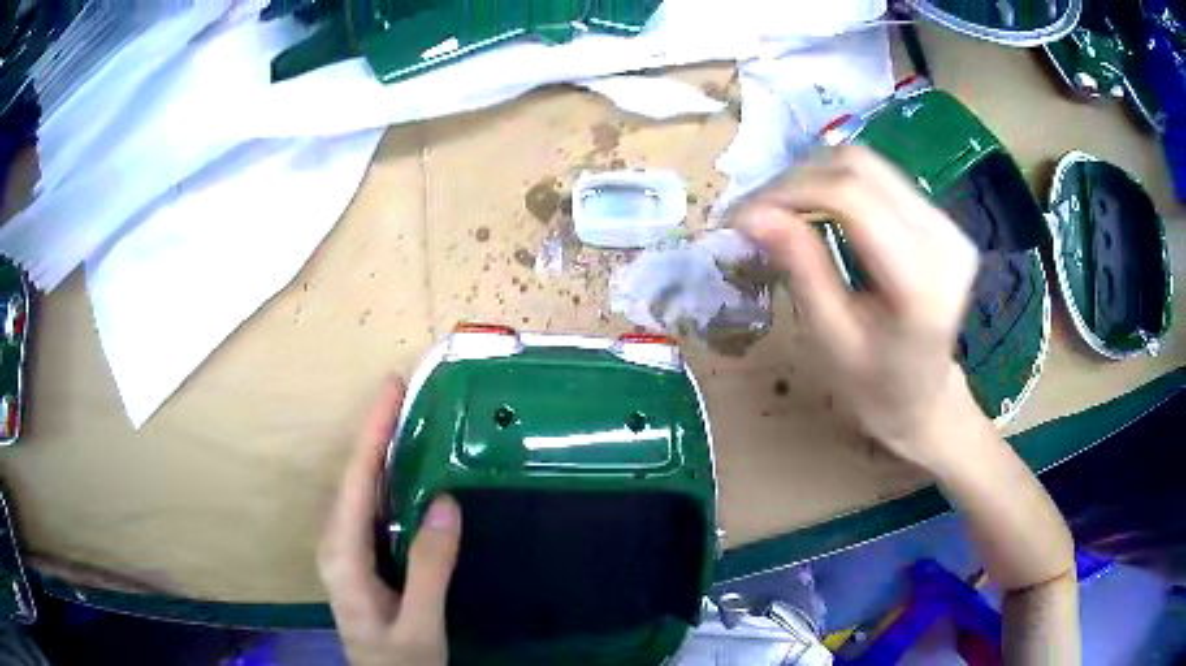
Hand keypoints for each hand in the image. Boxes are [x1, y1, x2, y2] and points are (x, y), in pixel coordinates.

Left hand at [320, 377, 462, 665]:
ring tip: (407, 417)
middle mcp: (336, 544)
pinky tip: (408, 469)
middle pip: (354, 477)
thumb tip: (446, 501)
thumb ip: (429, 567)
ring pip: (361, 490)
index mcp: (343, 556)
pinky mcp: (361, 557)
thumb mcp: (420, 623)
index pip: (355, 481)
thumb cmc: (399, 661)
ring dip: (381, 450)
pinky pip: (372, 507)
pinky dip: (388, 479)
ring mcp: (346, 550)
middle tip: (404, 392)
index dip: (373, 431)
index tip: (391, 387)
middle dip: (375, 431)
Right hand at [734, 146, 980, 467]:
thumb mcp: (830, 338)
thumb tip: (751, 214)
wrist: (925, 399)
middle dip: (797, 179)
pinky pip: (882, 179)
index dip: (790, 193)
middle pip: (861, 168)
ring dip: (815, 176)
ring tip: (782, 209)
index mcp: (921, 283)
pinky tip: (817, 209)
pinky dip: (838, 184)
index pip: (852, 198)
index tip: (742, 215)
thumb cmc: (874, 387)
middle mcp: (945, 240)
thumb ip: (800, 268)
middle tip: (758, 211)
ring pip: (869, 164)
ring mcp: (949, 225)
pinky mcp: (944, 219)